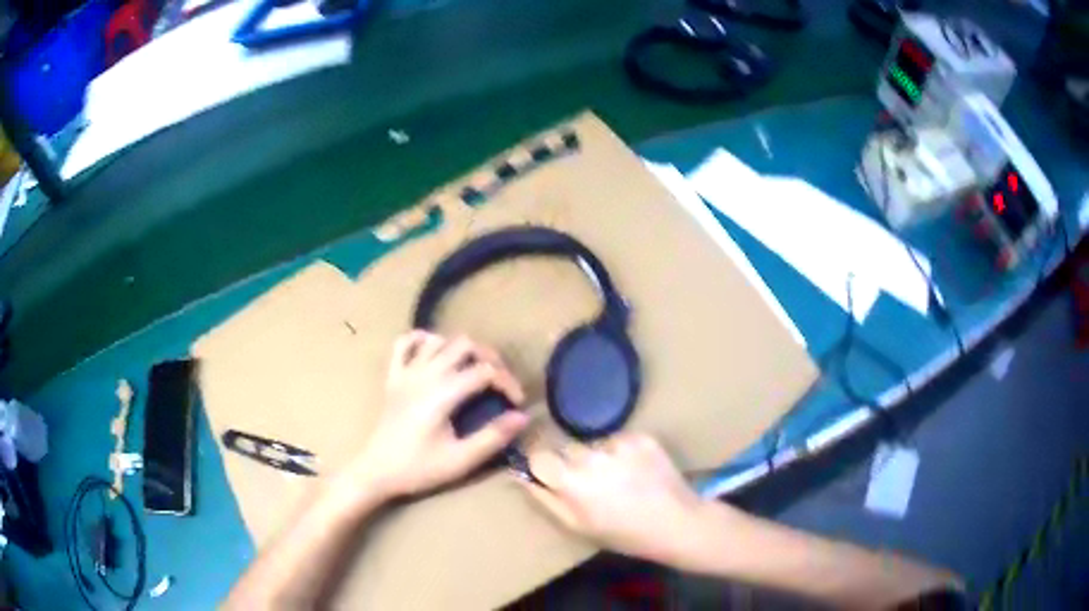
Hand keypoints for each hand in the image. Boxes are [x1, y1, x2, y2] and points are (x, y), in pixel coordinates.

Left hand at [353, 331, 528, 497]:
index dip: (507, 382)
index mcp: (443, 393)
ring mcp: (406, 372)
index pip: (485, 371)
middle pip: (465, 345)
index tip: (516, 403)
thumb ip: (493, 437)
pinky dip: (421, 341)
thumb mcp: (461, 460)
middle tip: (499, 383)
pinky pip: (403, 344)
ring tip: (472, 370)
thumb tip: (522, 417)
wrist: (377, 472)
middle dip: (489, 359)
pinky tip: (434, 353)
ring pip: (438, 340)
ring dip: (460, 349)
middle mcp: (425, 374)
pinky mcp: (392, 377)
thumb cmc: (419, 468)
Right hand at [520, 432, 719, 565]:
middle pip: (568, 449)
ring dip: (600, 458)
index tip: (553, 476)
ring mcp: (618, 443)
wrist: (676, 523)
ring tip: (621, 480)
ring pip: (595, 444)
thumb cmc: (623, 534)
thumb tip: (519, 476)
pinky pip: (620, 440)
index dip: (544, 465)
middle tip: (594, 485)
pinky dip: (624, 453)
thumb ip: (545, 499)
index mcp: (570, 481)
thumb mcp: (577, 526)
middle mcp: (590, 456)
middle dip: (574, 463)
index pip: (538, 456)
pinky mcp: (641, 437)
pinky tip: (638, 471)